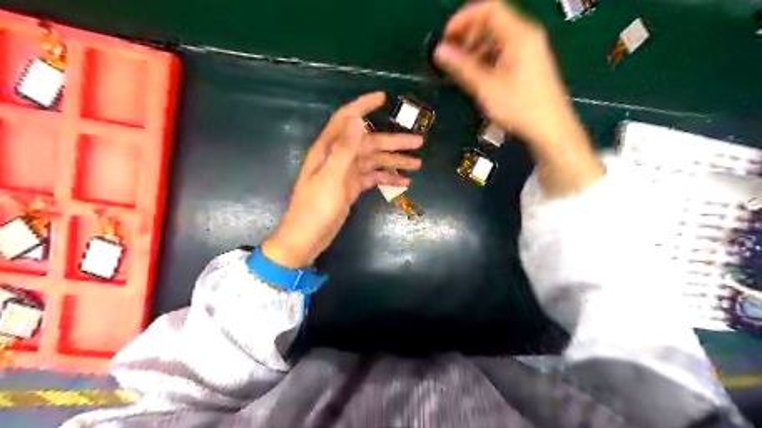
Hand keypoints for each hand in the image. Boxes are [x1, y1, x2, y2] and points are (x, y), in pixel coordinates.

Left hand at [264, 92, 422, 266]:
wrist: (306, 239)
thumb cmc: (315, 209)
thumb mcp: (331, 179)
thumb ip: (344, 150)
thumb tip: (357, 119)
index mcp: (329, 150)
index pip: (347, 119)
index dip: (363, 106)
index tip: (383, 97)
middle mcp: (338, 157)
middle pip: (369, 143)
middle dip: (394, 142)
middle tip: (420, 142)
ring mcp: (346, 173)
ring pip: (374, 161)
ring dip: (395, 161)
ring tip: (418, 164)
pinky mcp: (351, 188)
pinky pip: (372, 178)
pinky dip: (387, 178)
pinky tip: (403, 182)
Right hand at [432, 0, 573, 147]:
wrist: (551, 128)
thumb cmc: (522, 108)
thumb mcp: (486, 87)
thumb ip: (462, 67)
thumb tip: (441, 52)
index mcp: (519, 36)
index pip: (489, 9)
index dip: (464, 18)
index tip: (447, 36)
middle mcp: (527, 36)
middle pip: (492, 21)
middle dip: (468, 34)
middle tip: (452, 54)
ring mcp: (530, 49)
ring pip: (497, 37)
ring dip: (476, 47)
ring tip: (463, 67)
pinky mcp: (529, 62)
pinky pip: (504, 50)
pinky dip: (487, 57)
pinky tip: (478, 74)